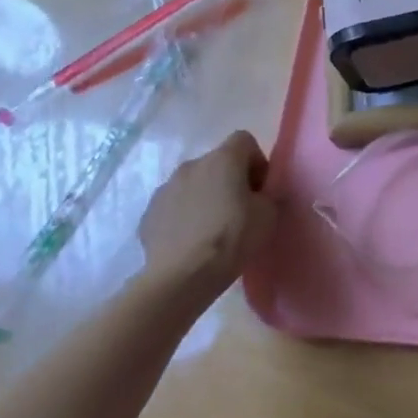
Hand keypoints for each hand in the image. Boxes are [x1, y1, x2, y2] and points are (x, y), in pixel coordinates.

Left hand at [137, 130, 276, 299]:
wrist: (181, 277)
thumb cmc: (232, 237)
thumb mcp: (268, 214)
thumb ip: (267, 195)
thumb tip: (257, 195)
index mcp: (223, 158)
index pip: (244, 140)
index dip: (256, 161)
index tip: (260, 189)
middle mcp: (192, 165)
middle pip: (217, 163)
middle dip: (229, 180)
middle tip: (239, 210)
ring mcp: (165, 188)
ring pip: (193, 184)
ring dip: (204, 197)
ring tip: (212, 229)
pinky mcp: (148, 214)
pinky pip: (173, 207)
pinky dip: (183, 217)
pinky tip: (190, 242)